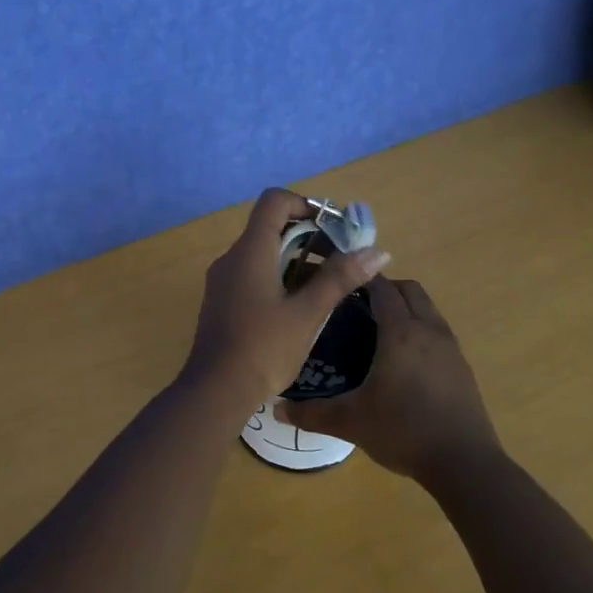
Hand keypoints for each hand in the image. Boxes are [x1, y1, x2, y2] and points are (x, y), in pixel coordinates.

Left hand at [184, 188, 390, 402]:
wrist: (215, 391)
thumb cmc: (263, 348)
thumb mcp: (307, 314)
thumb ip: (340, 279)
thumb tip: (377, 251)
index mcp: (250, 251)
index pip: (275, 201)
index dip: (306, 204)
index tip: (334, 228)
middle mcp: (232, 258)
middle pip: (271, 228)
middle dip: (310, 238)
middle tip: (342, 261)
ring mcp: (224, 281)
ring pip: (264, 254)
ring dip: (297, 261)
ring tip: (329, 286)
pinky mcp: (223, 302)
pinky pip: (254, 275)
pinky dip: (280, 279)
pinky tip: (302, 307)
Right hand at [278, 275, 501, 480]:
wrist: (464, 463)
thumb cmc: (404, 431)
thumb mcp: (350, 422)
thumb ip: (311, 413)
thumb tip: (276, 409)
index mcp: (400, 332)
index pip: (381, 287)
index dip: (360, 279)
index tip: (337, 284)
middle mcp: (428, 329)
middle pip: (409, 290)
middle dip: (384, 288)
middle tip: (355, 306)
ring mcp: (450, 347)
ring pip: (427, 309)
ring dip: (405, 307)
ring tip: (377, 330)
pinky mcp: (462, 367)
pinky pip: (438, 331)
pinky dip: (419, 329)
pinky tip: (403, 360)